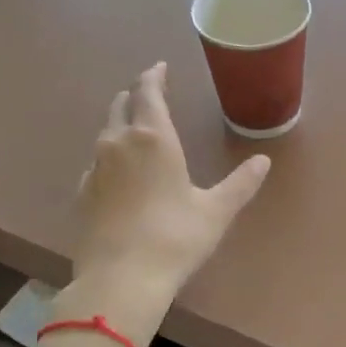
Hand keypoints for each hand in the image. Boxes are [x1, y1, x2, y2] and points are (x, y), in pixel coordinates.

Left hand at [71, 64, 269, 318]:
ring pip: (105, 133)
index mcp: (153, 138)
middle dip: (135, 96)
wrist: (121, 279)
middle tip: (148, 94)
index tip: (159, 68)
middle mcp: (118, 144)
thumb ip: (240, 184)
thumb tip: (263, 161)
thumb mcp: (216, 211)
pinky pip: (96, 163)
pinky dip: (108, 157)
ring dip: (120, 124)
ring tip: (135, 130)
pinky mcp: (82, 195)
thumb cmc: (175, 238)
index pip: (148, 92)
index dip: (154, 76)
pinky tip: (117, 174)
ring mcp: (95, 169)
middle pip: (121, 106)